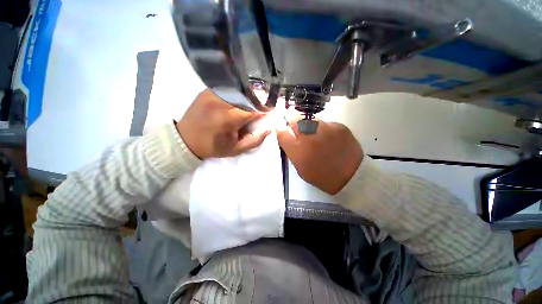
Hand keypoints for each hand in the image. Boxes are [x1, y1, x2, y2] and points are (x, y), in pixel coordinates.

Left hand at [177, 89, 269, 158]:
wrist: (185, 140)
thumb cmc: (213, 147)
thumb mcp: (237, 149)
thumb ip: (256, 139)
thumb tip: (270, 128)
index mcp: (229, 118)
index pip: (255, 109)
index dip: (265, 110)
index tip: (270, 113)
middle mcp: (221, 101)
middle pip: (248, 97)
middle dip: (257, 103)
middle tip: (259, 110)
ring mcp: (213, 93)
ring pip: (239, 90)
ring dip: (248, 98)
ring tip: (248, 106)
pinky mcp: (207, 90)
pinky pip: (228, 89)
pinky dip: (237, 94)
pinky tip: (237, 102)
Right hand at [277, 120, 363, 194]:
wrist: (350, 177)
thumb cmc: (322, 176)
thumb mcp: (301, 169)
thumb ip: (292, 152)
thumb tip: (288, 138)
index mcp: (298, 151)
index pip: (281, 133)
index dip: (279, 130)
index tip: (281, 129)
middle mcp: (309, 137)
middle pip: (294, 119)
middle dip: (291, 118)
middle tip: (292, 119)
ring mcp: (325, 130)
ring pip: (310, 118)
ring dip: (307, 123)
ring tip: (313, 131)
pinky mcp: (339, 127)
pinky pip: (326, 123)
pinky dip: (324, 128)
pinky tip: (329, 137)